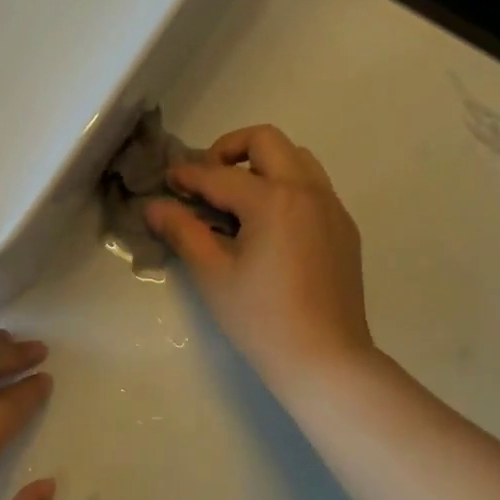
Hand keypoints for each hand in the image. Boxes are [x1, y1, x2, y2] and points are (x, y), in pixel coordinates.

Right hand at [145, 125, 374, 391]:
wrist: (325, 359)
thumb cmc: (261, 319)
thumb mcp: (213, 274)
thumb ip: (183, 231)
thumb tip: (155, 206)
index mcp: (273, 199)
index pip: (219, 174)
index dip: (187, 175)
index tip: (168, 180)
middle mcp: (307, 190)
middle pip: (266, 140)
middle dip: (230, 149)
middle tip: (208, 179)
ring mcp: (331, 207)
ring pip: (297, 157)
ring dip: (264, 163)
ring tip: (239, 197)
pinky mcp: (344, 228)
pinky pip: (314, 186)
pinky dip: (287, 186)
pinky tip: (270, 224)